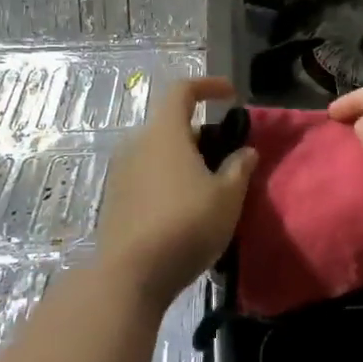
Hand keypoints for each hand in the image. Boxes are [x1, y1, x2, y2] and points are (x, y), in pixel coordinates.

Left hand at [96, 76, 256, 310]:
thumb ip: (240, 168)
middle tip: (227, 155)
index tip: (231, 95)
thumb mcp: (227, 197)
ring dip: (185, 160)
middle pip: (171, 125)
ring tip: (210, 186)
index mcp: (164, 133)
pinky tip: (186, 208)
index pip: (183, 90)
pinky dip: (169, 180)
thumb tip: (247, 151)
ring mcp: (121, 173)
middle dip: (201, 133)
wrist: (130, 275)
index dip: (208, 86)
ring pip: (159, 153)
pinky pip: (147, 176)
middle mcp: (137, 145)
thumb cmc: (186, 224)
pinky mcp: (115, 200)